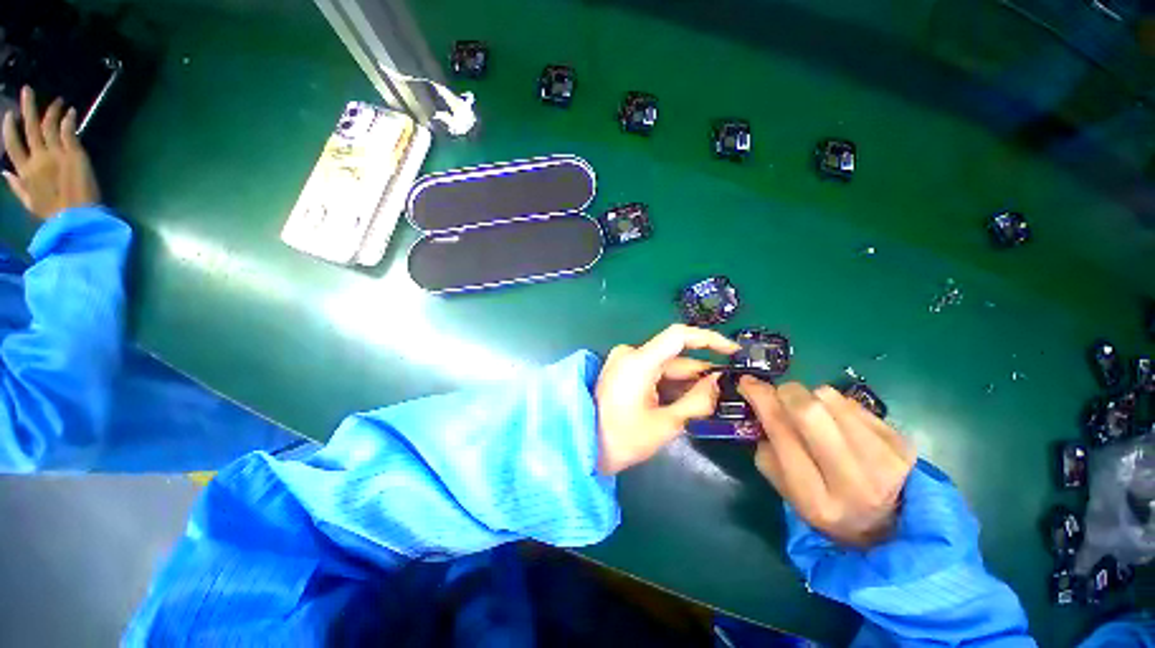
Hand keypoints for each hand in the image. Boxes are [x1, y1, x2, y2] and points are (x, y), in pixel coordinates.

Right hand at [2, 86, 99, 218]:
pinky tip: (70, 111)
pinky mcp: (74, 154)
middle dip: (28, 107)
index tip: (10, 114)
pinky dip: (69, 120)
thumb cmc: (53, 214)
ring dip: (53, 110)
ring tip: (57, 100)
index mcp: (24, 171)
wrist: (77, 218)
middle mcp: (38, 158)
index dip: (9, 127)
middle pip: (30, 128)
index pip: (12, 144)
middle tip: (27, 90)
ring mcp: (56, 154)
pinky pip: (69, 132)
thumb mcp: (29, 202)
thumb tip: (4, 171)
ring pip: (50, 125)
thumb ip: (17, 186)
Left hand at [595, 324, 739, 474]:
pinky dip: (670, 384)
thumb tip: (718, 382)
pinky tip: (683, 402)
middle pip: (674, 357)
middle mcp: (630, 354)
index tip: (734, 351)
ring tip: (705, 404)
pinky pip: (653, 371)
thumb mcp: (665, 425)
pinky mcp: (622, 370)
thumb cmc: (622, 439)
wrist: (584, 445)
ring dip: (686, 382)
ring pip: (665, 366)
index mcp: (638, 362)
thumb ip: (697, 401)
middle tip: (724, 394)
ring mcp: (624, 361)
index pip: (679, 336)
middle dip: (700, 374)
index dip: (709, 339)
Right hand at [738, 378, 915, 546]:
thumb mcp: (788, 494)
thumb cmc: (828, 509)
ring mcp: (885, 459)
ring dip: (812, 398)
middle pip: (809, 409)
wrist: (893, 526)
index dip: (761, 400)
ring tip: (815, 417)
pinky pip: (852, 401)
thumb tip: (761, 408)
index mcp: (816, 498)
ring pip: (830, 398)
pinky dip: (835, 405)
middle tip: (780, 395)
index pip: (782, 433)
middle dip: (786, 393)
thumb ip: (768, 454)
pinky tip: (839, 424)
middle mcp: (853, 480)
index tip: (747, 382)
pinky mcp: (901, 441)